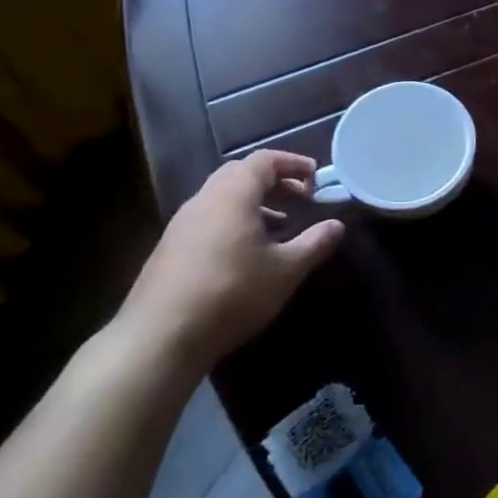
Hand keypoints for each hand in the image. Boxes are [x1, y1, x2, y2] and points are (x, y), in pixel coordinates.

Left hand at [116, 151, 343, 369]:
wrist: (159, 338)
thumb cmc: (231, 293)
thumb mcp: (285, 270)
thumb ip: (315, 243)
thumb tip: (337, 225)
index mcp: (233, 194)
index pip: (264, 160)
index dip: (293, 163)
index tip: (316, 179)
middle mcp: (204, 200)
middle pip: (241, 174)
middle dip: (274, 182)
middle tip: (300, 199)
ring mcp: (181, 224)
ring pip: (223, 198)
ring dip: (254, 203)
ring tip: (279, 227)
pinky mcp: (169, 249)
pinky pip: (209, 219)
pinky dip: (234, 222)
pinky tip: (247, 254)